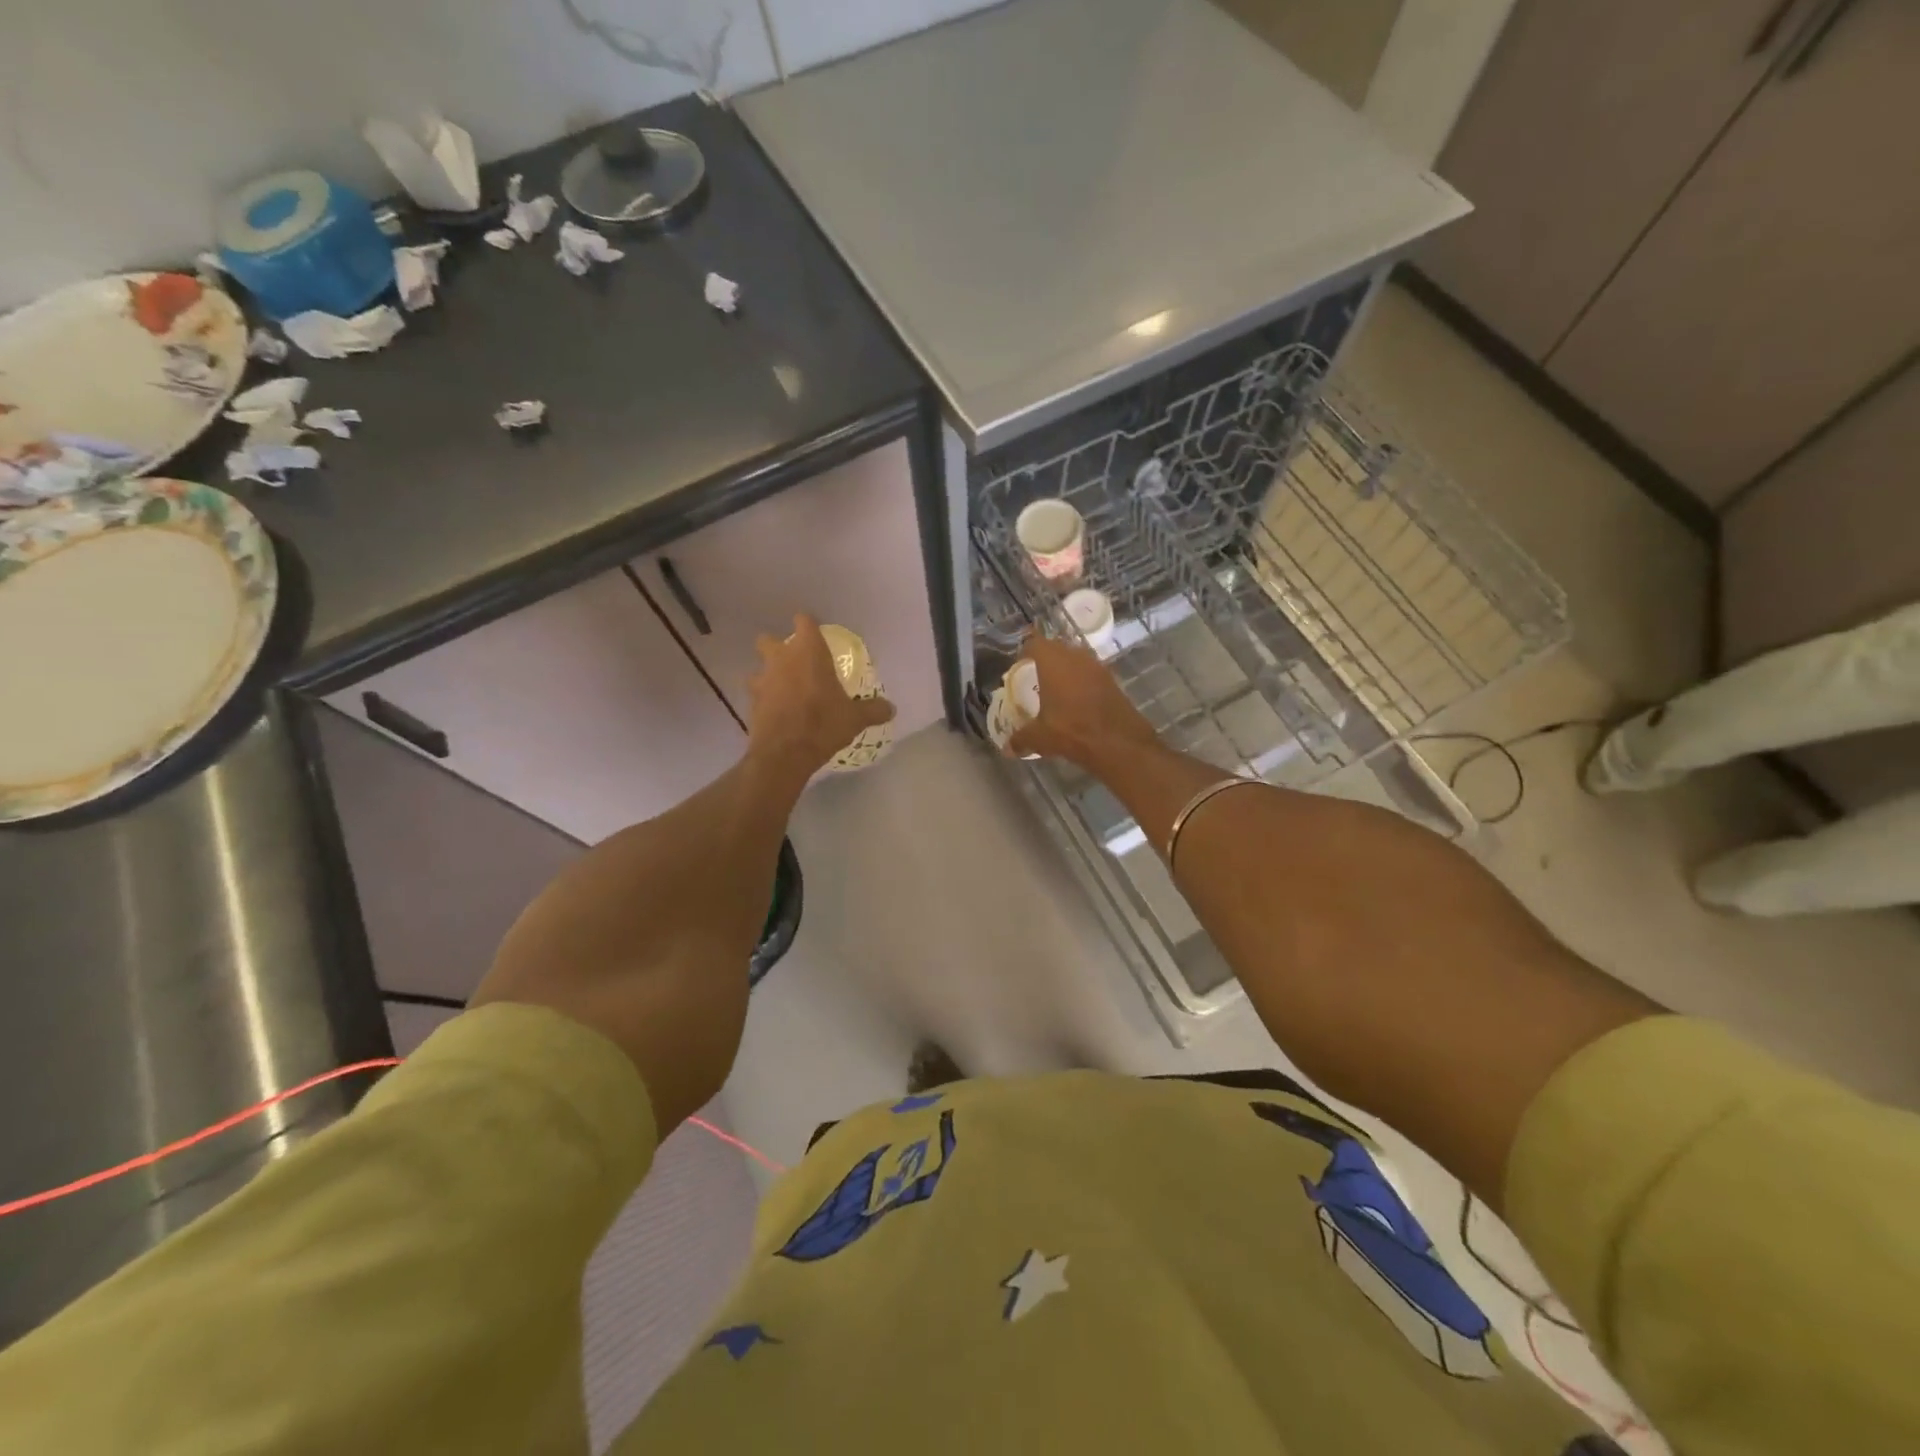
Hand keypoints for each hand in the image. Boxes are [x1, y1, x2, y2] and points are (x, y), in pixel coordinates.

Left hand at [747, 614, 895, 778]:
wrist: (785, 753)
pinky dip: (764, 698)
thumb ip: (873, 710)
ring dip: (768, 674)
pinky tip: (776, 710)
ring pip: (759, 667)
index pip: (804, 622)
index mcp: (808, 652)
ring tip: (783, 689)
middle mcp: (781, 658)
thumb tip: (891, 708)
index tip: (816, 634)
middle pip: (769, 639)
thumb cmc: (823, 724)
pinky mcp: (751, 702)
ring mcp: (762, 679)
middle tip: (795, 662)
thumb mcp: (855, 718)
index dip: (808, 625)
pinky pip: (756, 693)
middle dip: (778, 647)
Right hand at [1008, 635, 1158, 766]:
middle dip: (1044, 660)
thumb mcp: (1040, 737)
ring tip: (1055, 690)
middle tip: (1034, 678)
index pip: (1034, 643)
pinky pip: (1089, 672)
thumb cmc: (1072, 731)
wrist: (1119, 742)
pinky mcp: (1111, 679)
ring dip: (1065, 670)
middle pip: (1055, 648)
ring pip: (1075, 659)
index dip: (1025, 652)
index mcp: (1052, 662)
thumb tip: (1008, 748)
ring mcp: (1096, 666)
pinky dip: (1081, 681)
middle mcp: (1075, 656)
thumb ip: (1021, 739)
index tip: (1019, 666)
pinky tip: (1076, 701)